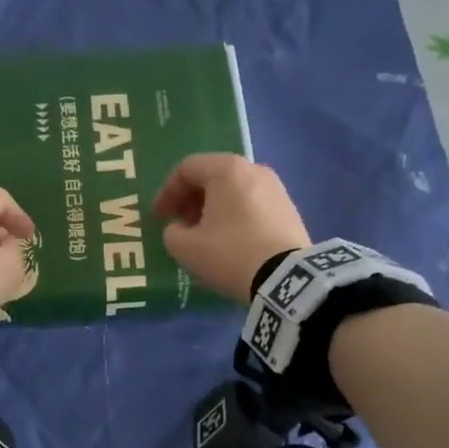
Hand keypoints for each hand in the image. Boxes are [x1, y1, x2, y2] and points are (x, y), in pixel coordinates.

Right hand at [152, 154, 310, 302]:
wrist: (287, 279)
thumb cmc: (230, 254)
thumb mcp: (186, 248)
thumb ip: (172, 233)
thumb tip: (180, 229)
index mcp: (227, 170)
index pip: (187, 168)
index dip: (167, 192)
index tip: (158, 218)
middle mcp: (254, 170)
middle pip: (212, 176)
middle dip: (190, 200)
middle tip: (180, 225)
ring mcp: (276, 189)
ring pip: (233, 191)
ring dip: (212, 209)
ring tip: (204, 236)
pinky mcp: (289, 210)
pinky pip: (251, 205)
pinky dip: (234, 216)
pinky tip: (230, 242)